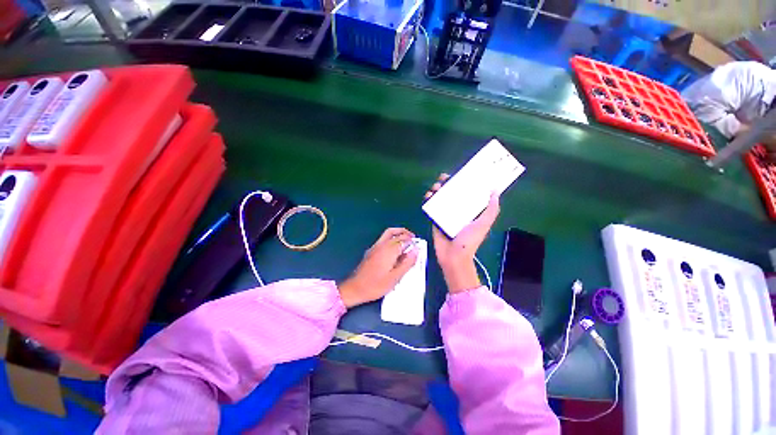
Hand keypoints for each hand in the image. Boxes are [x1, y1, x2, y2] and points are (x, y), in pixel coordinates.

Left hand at [338, 228, 418, 307]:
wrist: (355, 288)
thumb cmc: (376, 285)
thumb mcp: (395, 277)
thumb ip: (407, 263)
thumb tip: (416, 251)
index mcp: (389, 250)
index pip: (404, 240)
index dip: (412, 242)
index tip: (419, 246)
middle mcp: (382, 245)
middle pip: (396, 233)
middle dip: (407, 234)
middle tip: (415, 240)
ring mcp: (375, 246)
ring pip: (389, 233)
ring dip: (399, 233)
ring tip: (406, 239)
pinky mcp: (371, 250)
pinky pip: (384, 238)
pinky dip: (392, 237)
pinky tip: (395, 247)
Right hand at [425, 173, 500, 292]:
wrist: (453, 257)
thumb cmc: (469, 241)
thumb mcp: (483, 224)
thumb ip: (491, 210)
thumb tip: (495, 191)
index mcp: (470, 210)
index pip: (466, 192)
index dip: (463, 182)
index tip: (459, 174)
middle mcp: (458, 210)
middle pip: (452, 193)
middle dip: (447, 183)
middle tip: (443, 178)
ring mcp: (445, 215)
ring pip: (440, 198)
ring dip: (436, 190)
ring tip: (435, 187)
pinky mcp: (435, 219)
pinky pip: (432, 207)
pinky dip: (429, 200)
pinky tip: (427, 196)